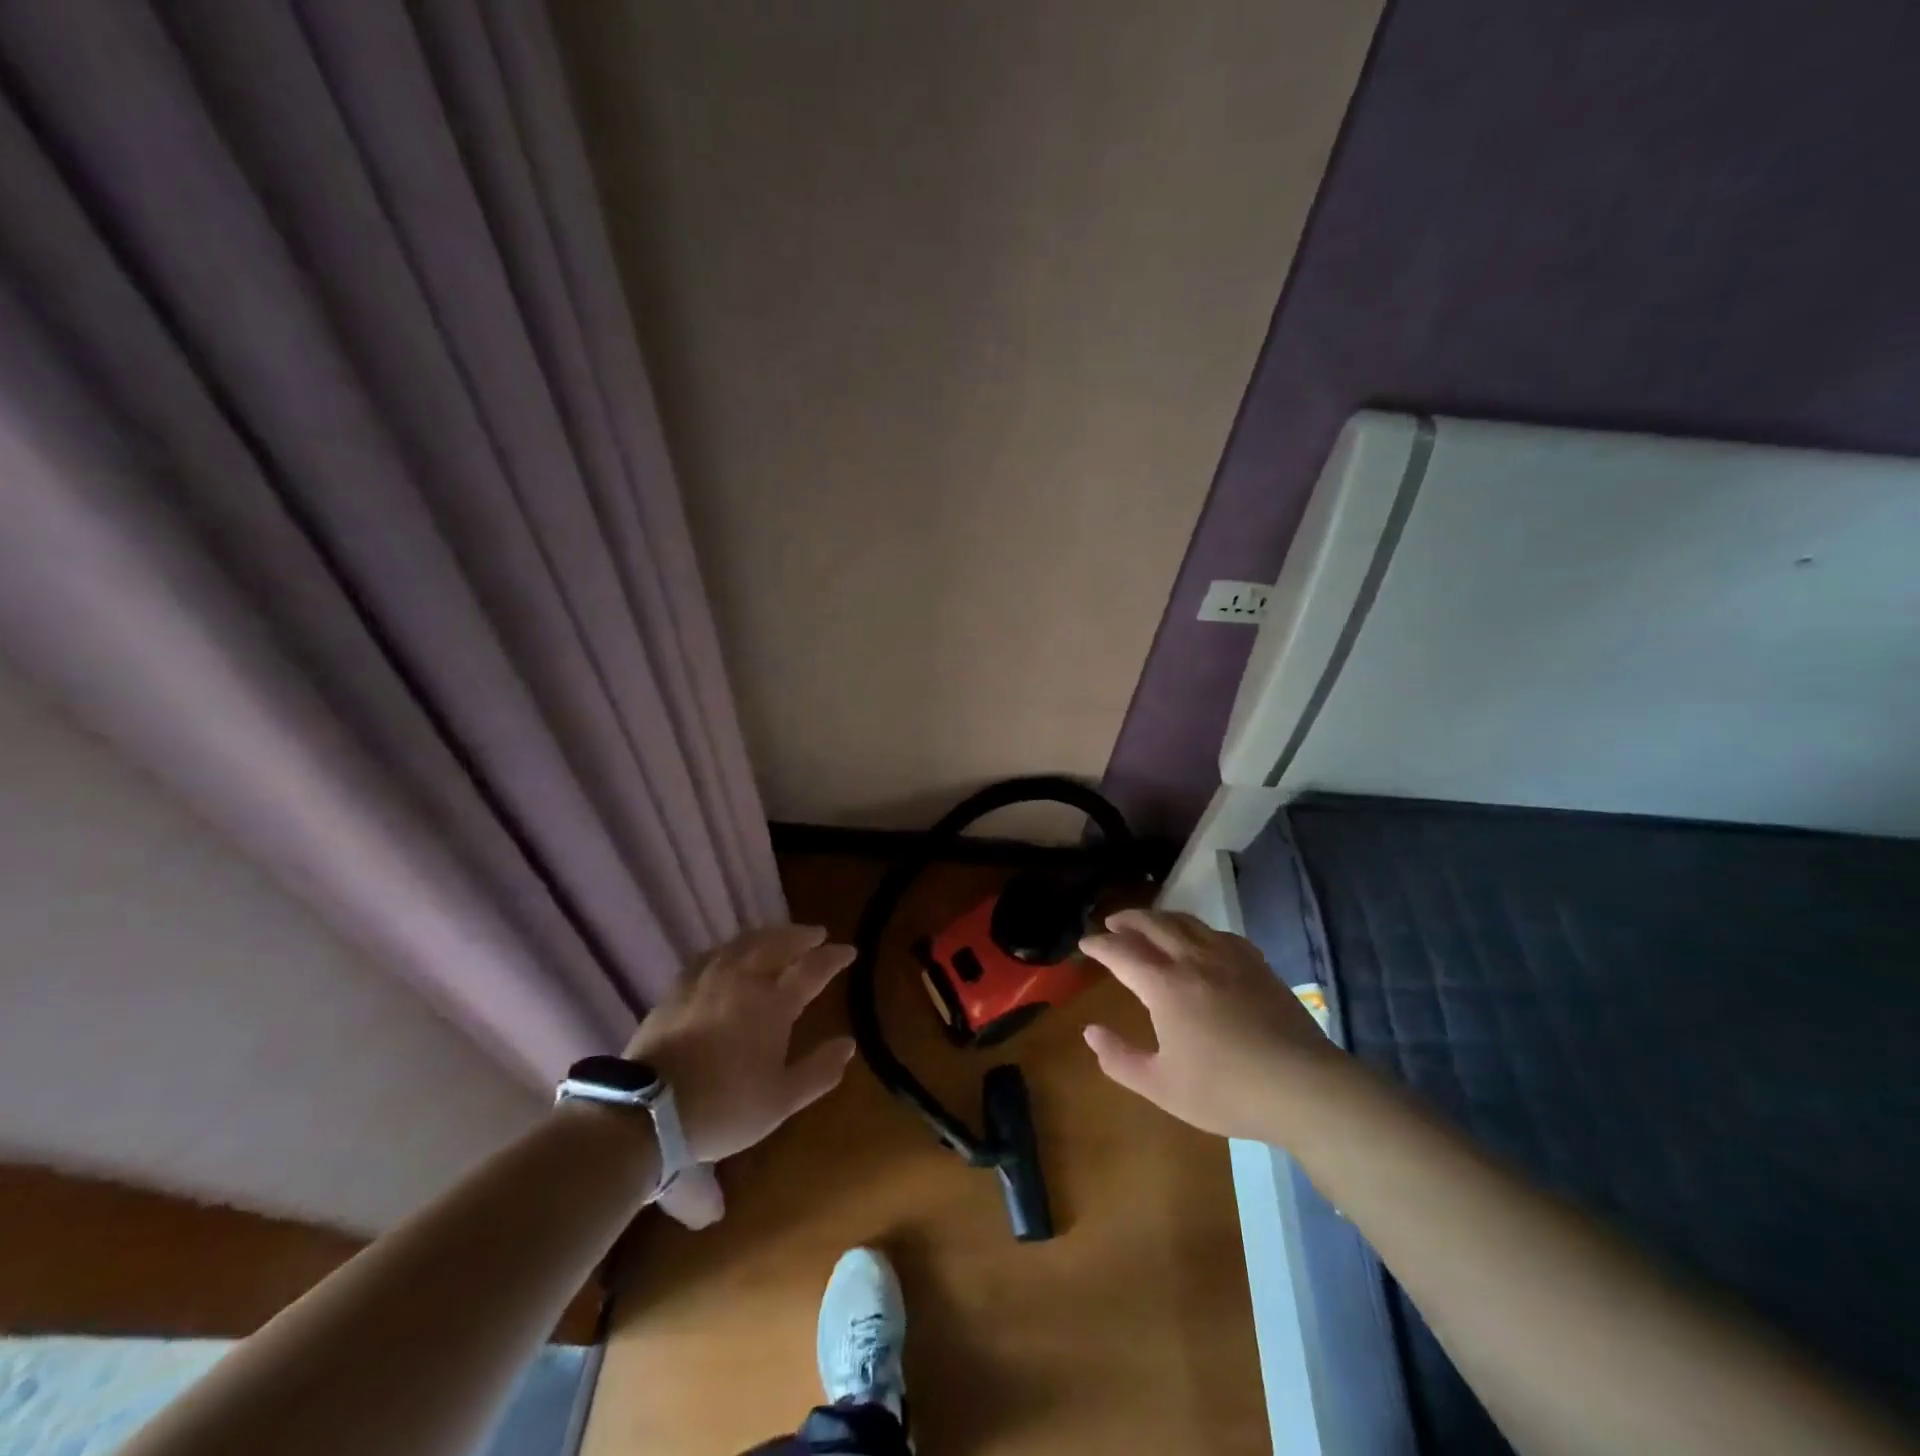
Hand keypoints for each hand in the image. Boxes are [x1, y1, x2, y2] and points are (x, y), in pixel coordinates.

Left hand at [624, 924, 855, 1166]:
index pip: (812, 968)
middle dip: (801, 936)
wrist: (648, 1112)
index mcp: (774, 1003)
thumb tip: (849, 1044)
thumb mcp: (781, 1100)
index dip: (834, 957)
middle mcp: (744, 979)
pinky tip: (730, 952)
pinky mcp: (679, 987)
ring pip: (744, 942)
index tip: (849, 950)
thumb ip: (819, 1070)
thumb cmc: (724, 1107)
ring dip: (768, 934)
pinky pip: (712, 954)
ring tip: (779, 935)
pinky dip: (731, 947)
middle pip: (778, 943)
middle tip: (817, 934)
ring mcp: (708, 979)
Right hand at [1078, 908, 1346, 1140]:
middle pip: (1153, 924)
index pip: (1121, 952)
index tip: (1085, 943)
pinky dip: (1198, 929)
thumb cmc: (1226, 1090)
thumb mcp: (1161, 1086)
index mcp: (1165, 985)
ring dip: (1161, 917)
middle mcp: (1193, 959)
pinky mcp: (1257, 964)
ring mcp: (1229, 957)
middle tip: (1112, 923)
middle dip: (1128, 920)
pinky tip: (1201, 940)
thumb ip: (1120, 1059)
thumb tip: (1090, 1032)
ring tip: (1149, 924)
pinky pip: (1219, 933)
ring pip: (1187, 922)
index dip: (1099, 945)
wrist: (1302, 1087)